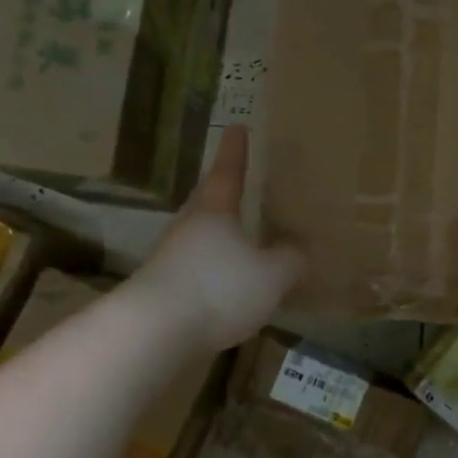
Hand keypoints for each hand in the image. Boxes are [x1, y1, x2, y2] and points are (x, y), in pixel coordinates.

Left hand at [131, 126, 303, 351]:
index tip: (238, 127)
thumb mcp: (272, 274)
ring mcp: (173, 257)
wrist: (156, 331)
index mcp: (215, 211)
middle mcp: (190, 227)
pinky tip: (230, 283)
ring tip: (244, 237)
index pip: (228, 171)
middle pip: (208, 201)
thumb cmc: (219, 287)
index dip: (235, 150)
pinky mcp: (166, 288)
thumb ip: (291, 259)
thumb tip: (301, 248)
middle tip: (240, 182)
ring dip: (221, 234)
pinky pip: (199, 267)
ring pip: (202, 235)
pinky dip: (216, 267)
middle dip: (224, 191)